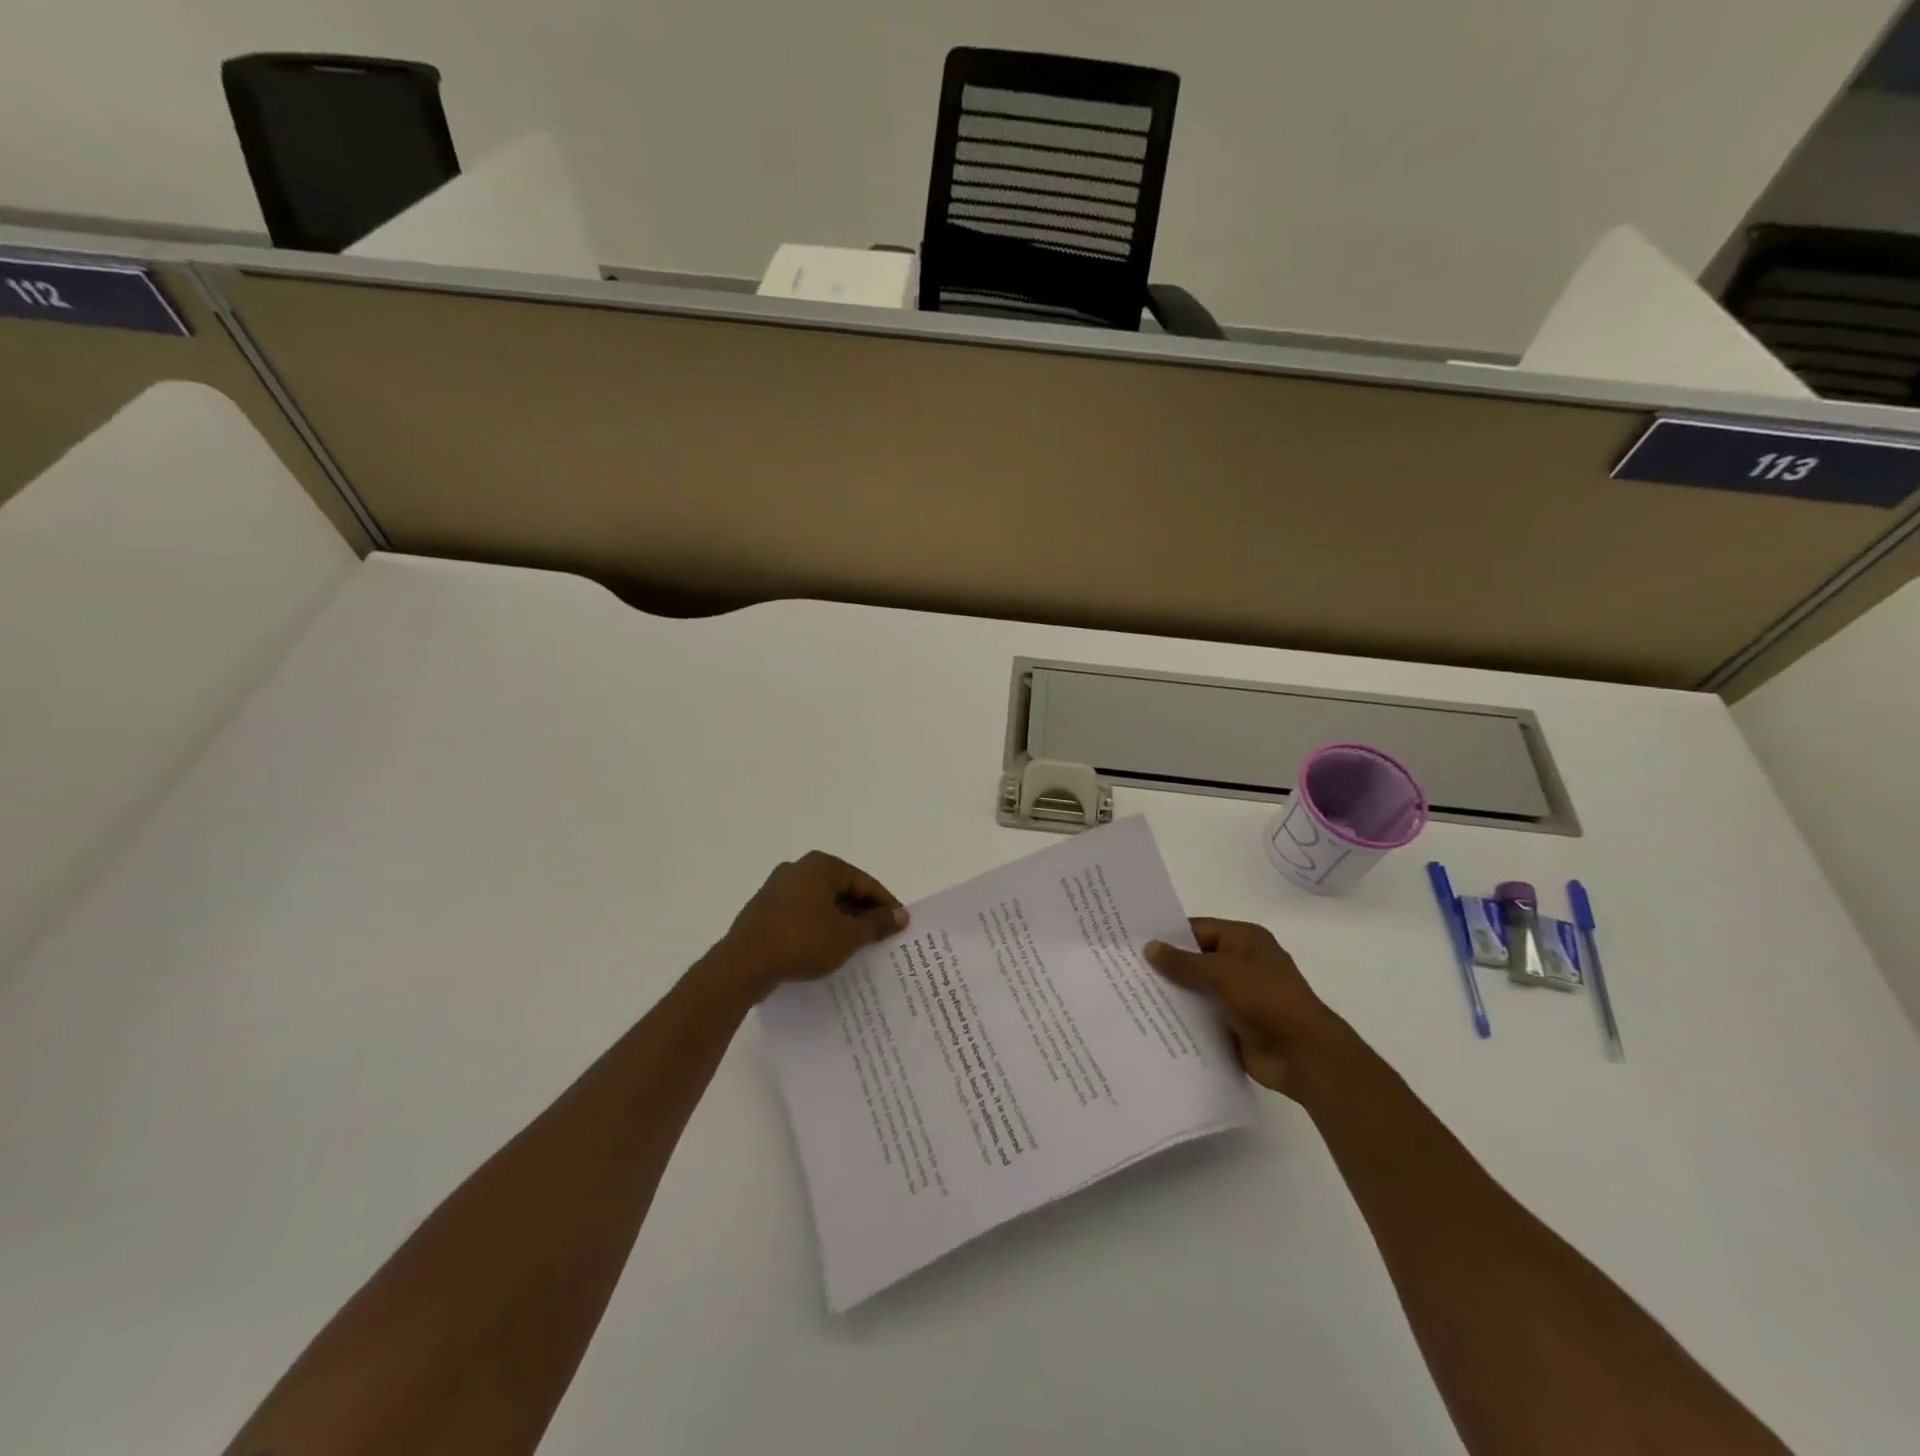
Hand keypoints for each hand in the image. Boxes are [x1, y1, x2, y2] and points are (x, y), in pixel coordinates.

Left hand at [707, 852, 907, 1000]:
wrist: (743, 965)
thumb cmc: (802, 941)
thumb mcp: (848, 935)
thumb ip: (877, 924)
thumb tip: (901, 915)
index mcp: (820, 866)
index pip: (863, 882)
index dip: (885, 904)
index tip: (900, 924)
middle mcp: (797, 869)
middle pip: (841, 890)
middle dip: (862, 914)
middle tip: (881, 937)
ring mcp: (776, 890)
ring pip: (820, 904)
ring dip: (840, 923)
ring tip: (857, 947)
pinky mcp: (763, 912)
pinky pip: (801, 916)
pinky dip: (818, 929)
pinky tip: (826, 950)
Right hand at [1145, 919, 1347, 1099]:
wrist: (1303, 1055)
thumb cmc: (1266, 999)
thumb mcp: (1221, 972)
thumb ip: (1183, 962)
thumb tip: (1149, 947)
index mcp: (1244, 940)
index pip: (1197, 929)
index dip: (1168, 935)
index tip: (1133, 942)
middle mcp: (1241, 963)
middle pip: (1195, 959)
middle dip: (1166, 966)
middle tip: (1125, 969)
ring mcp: (1239, 995)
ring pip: (1197, 989)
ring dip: (1173, 993)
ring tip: (1131, 995)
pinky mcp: (1234, 1024)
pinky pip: (1202, 1015)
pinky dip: (1183, 1017)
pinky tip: (1152, 1020)